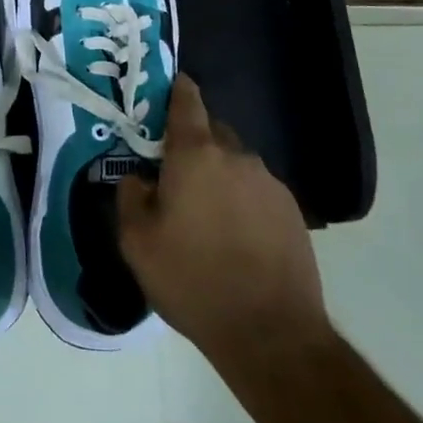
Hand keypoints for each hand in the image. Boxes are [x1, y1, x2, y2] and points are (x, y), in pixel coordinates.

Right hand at [118, 74, 328, 370]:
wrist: (271, 333)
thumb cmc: (193, 280)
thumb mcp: (137, 242)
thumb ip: (131, 196)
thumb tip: (139, 178)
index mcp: (196, 155)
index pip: (187, 101)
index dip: (176, 89)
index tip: (165, 89)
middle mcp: (237, 156)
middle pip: (211, 132)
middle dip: (192, 144)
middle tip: (173, 174)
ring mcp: (269, 183)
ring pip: (235, 163)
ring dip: (218, 175)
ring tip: (205, 216)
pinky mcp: (292, 211)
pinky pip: (256, 190)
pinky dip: (242, 200)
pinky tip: (234, 237)